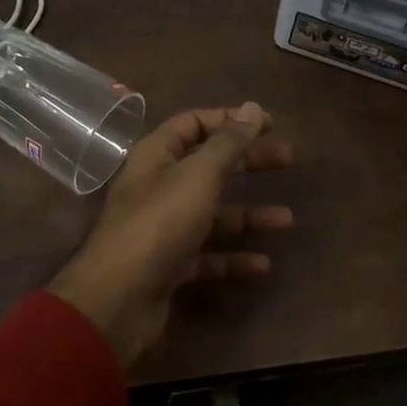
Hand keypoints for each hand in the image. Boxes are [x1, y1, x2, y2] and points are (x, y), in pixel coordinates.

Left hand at [48, 103, 293, 367]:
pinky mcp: (169, 265)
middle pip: (208, 165)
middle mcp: (157, 186)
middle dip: (247, 162)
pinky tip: (262, 265)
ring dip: (248, 215)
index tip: (269, 123)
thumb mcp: (198, 176)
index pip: (193, 124)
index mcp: (156, 156)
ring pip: (212, 213)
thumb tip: (253, 107)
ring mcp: (162, 228)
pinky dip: (233, 257)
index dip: (229, 120)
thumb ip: (228, 143)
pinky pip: (207, 255)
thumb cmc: (160, 223)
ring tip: (286, 220)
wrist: (119, 299)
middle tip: (288, 159)